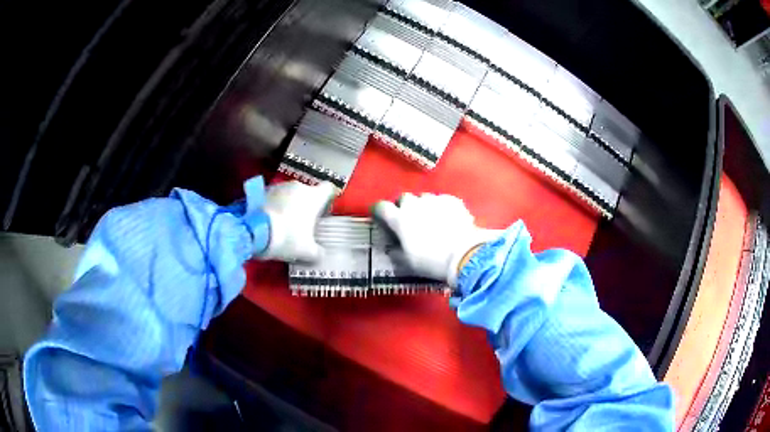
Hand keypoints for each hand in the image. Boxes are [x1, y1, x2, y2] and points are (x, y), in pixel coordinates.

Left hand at [258, 181, 336, 261]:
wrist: (255, 231)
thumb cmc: (287, 238)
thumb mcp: (306, 252)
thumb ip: (317, 252)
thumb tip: (321, 254)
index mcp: (314, 197)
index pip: (328, 189)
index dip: (326, 200)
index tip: (322, 212)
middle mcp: (298, 186)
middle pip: (307, 193)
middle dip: (304, 206)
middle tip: (300, 225)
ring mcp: (279, 186)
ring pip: (289, 194)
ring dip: (287, 205)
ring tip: (281, 224)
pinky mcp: (263, 191)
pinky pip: (273, 197)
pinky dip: (273, 206)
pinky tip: (269, 221)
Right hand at [372, 193, 502, 286]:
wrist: (464, 254)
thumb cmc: (431, 261)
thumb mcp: (407, 263)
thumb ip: (395, 253)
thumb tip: (391, 248)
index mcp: (400, 219)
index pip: (382, 207)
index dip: (379, 211)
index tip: (381, 217)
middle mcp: (415, 205)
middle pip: (404, 198)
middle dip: (403, 206)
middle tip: (408, 220)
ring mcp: (435, 200)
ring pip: (424, 198)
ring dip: (423, 206)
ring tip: (430, 219)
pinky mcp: (452, 201)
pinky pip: (442, 200)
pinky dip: (441, 208)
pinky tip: (447, 219)